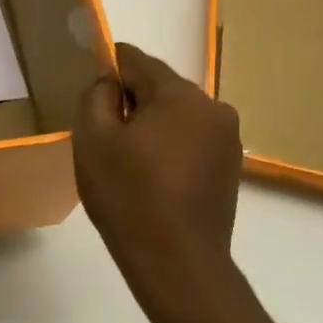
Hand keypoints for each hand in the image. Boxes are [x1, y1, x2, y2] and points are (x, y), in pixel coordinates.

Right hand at [73, 43, 247, 322]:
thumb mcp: (92, 138)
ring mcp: (228, 139)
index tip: (91, 91)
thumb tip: (110, 83)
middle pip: (160, 87)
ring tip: (127, 161)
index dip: (108, 68)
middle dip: (131, 102)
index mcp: (179, 94)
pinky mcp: (230, 167)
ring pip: (176, 115)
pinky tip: (151, 177)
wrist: (177, 262)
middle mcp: (213, 107)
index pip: (136, 60)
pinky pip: (191, 140)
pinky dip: (169, 147)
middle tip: (104, 135)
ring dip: (151, 126)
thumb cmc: (128, 195)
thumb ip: (96, 96)